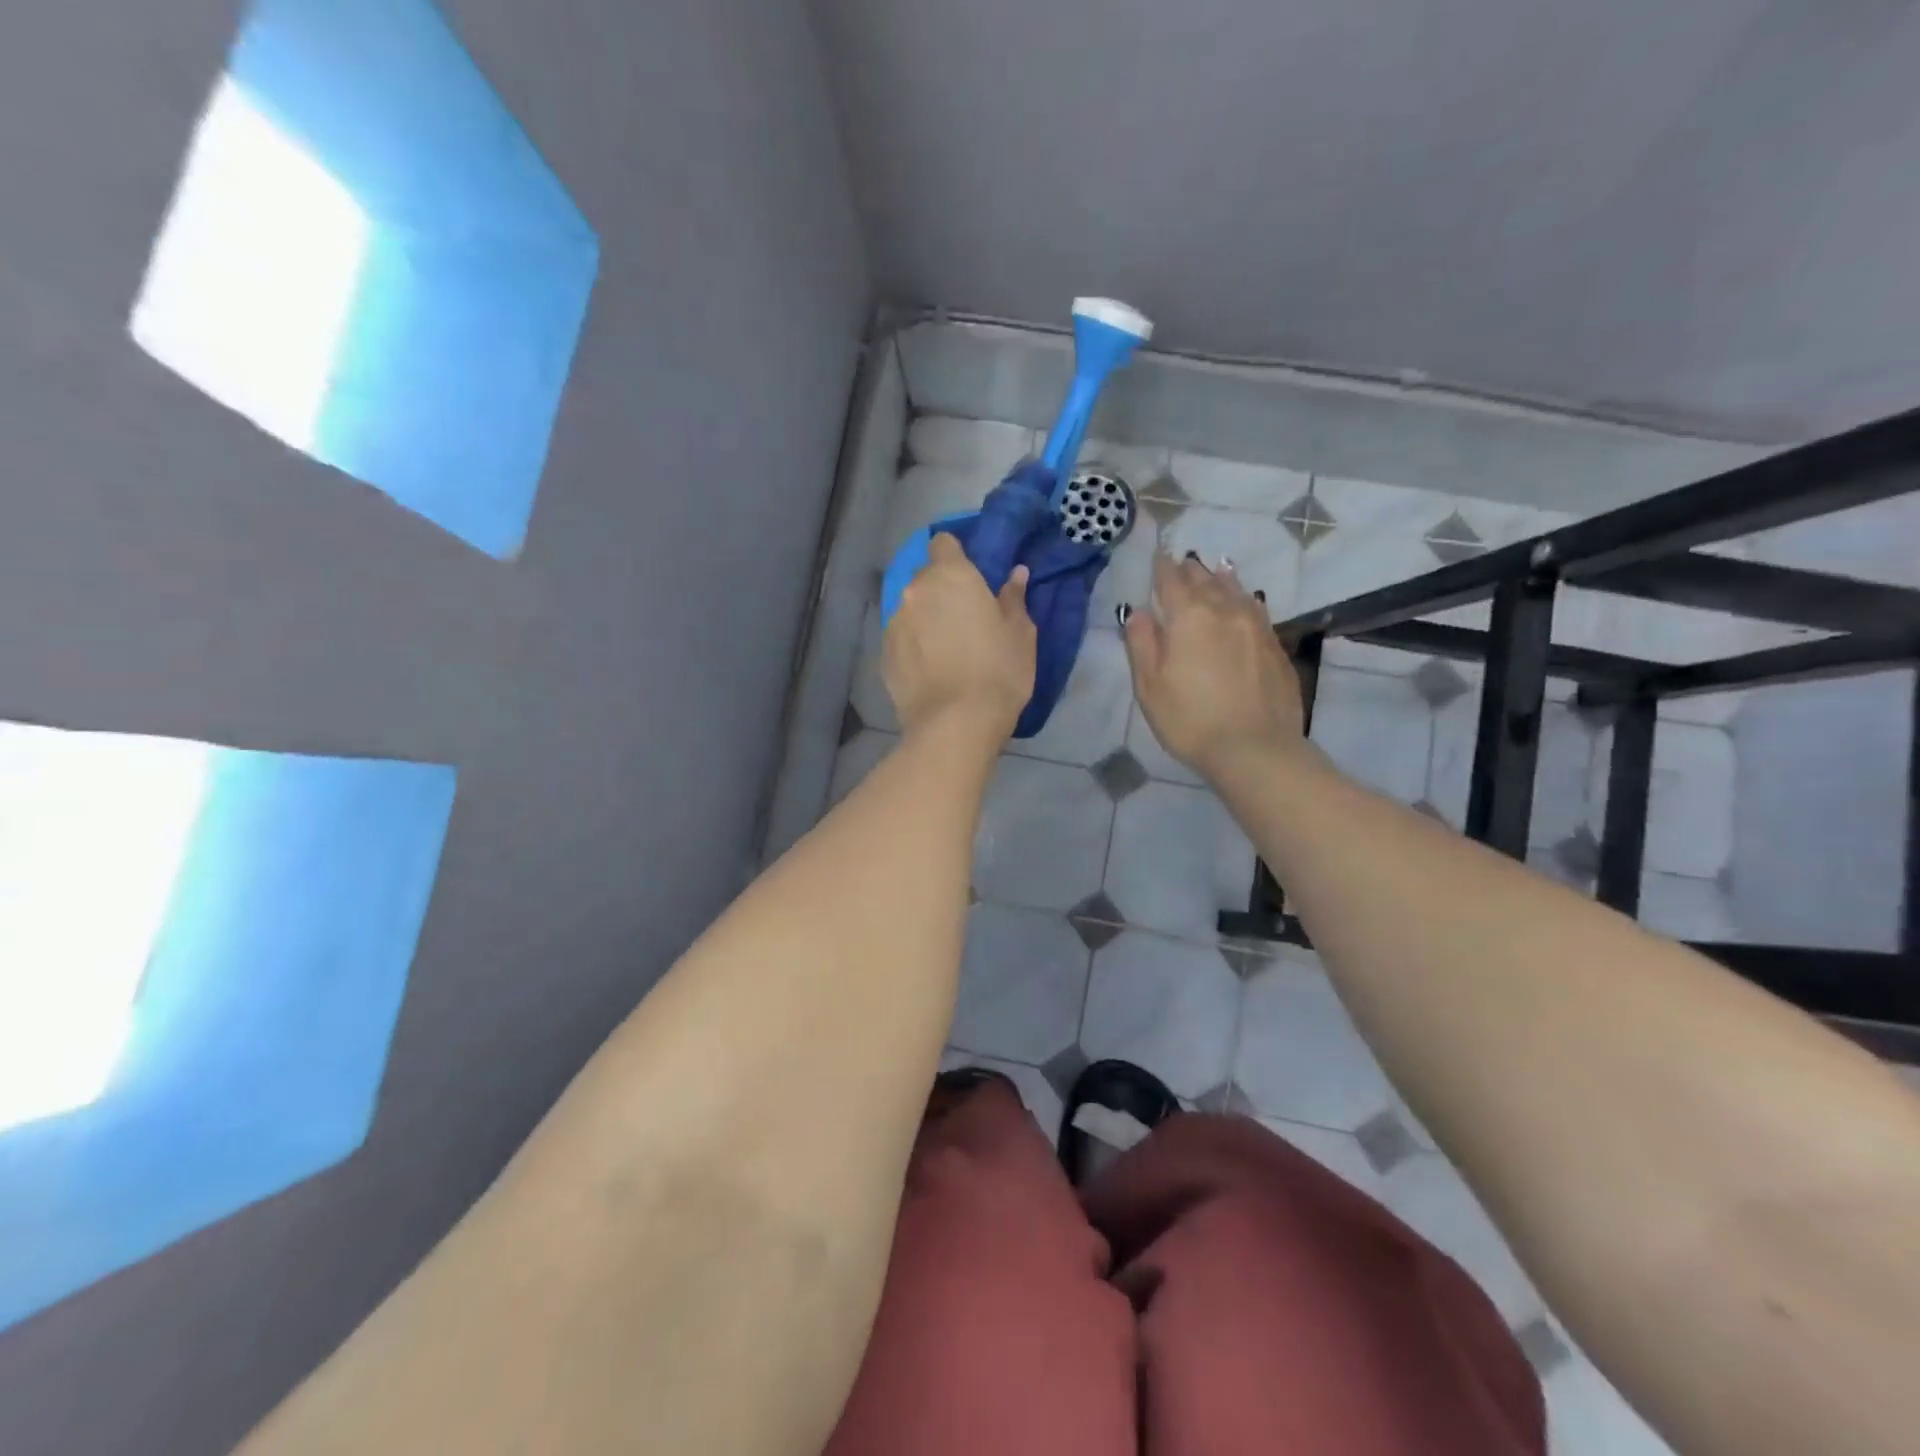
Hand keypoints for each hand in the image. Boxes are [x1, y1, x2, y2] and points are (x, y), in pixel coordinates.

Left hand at [885, 533, 1035, 738]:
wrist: (955, 724)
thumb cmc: (998, 672)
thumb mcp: (1020, 634)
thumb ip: (1013, 599)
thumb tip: (1015, 574)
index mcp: (951, 576)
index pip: (943, 543)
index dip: (956, 555)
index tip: (972, 576)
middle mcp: (915, 591)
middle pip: (926, 578)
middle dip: (941, 590)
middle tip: (965, 618)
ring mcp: (894, 624)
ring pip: (911, 610)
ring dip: (925, 619)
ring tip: (946, 650)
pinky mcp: (883, 655)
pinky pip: (901, 639)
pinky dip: (913, 647)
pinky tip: (931, 671)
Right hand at [1121, 552, 1306, 779]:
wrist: (1255, 748)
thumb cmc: (1190, 719)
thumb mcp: (1150, 686)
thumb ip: (1141, 643)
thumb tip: (1138, 612)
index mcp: (1188, 616)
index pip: (1171, 580)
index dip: (1162, 567)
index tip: (1158, 556)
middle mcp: (1224, 610)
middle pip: (1205, 580)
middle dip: (1190, 570)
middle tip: (1183, 561)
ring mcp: (1255, 625)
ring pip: (1235, 589)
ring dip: (1220, 578)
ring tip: (1215, 568)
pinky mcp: (1275, 645)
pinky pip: (1256, 608)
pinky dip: (1244, 598)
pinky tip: (1245, 600)